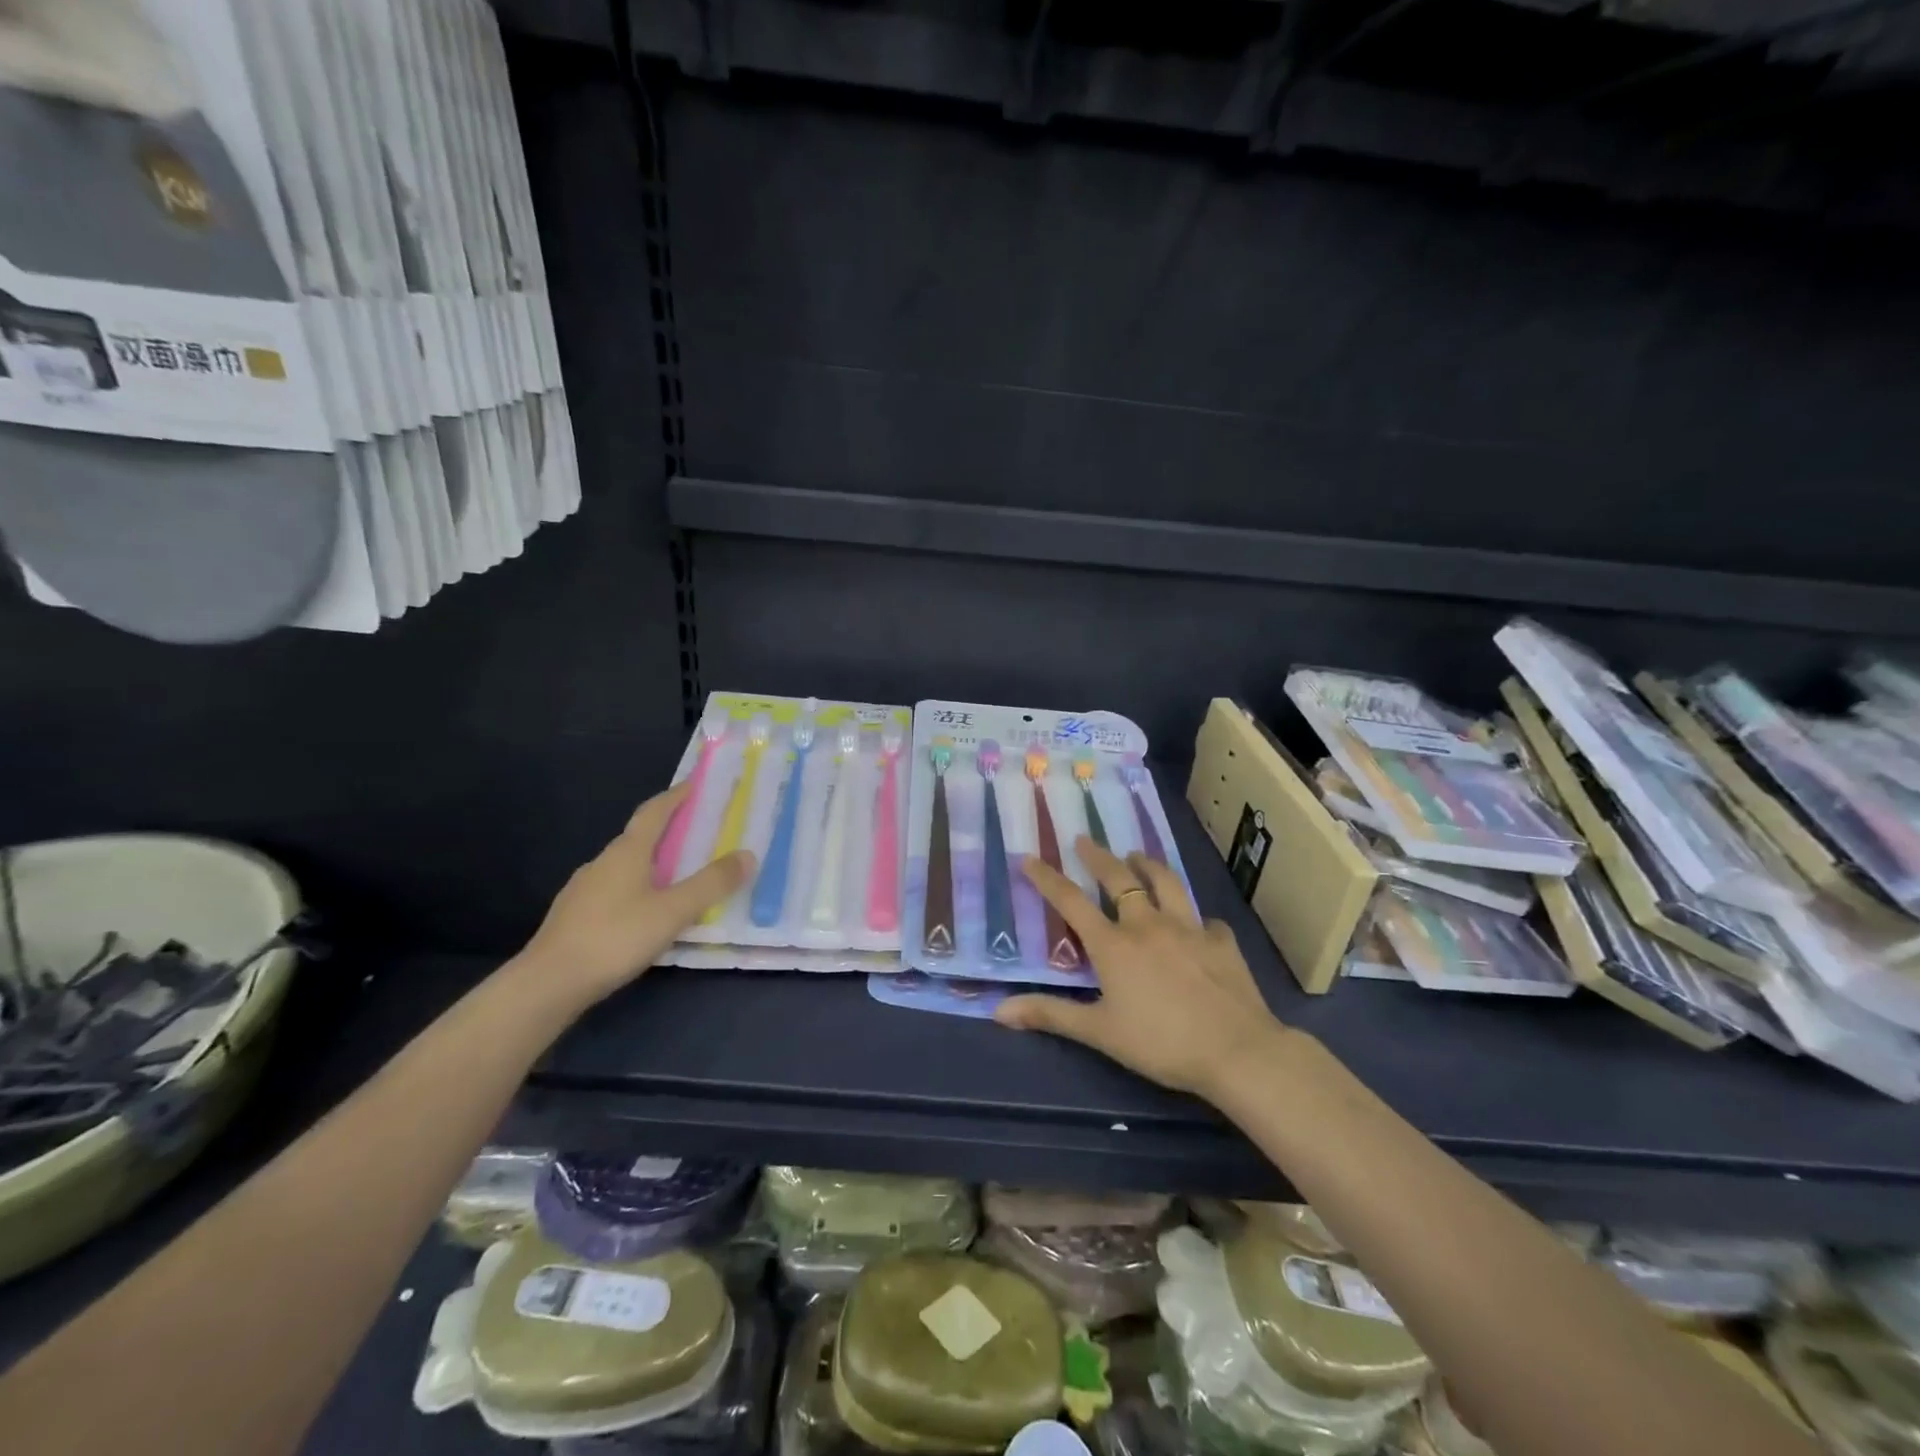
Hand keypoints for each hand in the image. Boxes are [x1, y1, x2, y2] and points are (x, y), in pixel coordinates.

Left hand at [519, 783, 753, 1007]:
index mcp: (627, 852)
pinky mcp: (574, 916)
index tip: (694, 783)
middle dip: (668, 830)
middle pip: (639, 837)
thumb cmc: (615, 937)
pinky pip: (614, 890)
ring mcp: (583, 889)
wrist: (548, 984)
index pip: (654, 812)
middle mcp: (602, 862)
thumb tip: (748, 855)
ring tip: (677, 874)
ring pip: (625, 866)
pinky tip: (645, 911)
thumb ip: (711, 884)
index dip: (675, 796)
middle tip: (697, 831)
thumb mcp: (674, 911)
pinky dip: (636, 888)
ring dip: (652, 862)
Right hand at [994, 837, 1287, 1099]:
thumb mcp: (1099, 1032)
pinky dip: (1196, 917)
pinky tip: (1198, 923)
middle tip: (1085, 839)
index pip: (1071, 901)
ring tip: (1137, 855)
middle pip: (1119, 879)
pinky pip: (1206, 920)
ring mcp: (1189, 928)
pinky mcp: (1221, 941)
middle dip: (1098, 856)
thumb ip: (1051, 1014)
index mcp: (1114, 944)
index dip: (1047, 878)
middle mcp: (1148, 924)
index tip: (1030, 857)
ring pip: (1165, 883)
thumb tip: (999, 1010)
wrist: (1236, 1050)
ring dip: (1147, 865)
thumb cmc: (1160, 1043)